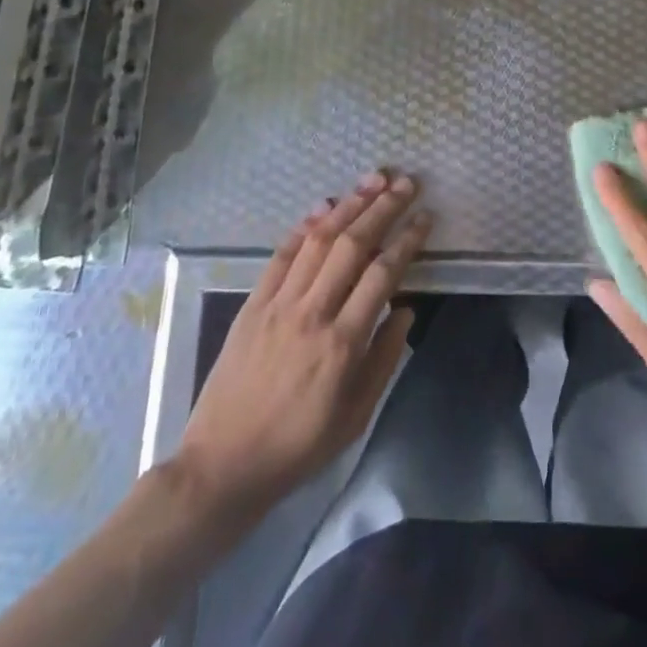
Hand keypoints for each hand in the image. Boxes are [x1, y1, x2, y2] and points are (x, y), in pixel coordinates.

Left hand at [179, 171, 432, 518]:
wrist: (221, 466)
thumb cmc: (297, 448)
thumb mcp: (355, 417)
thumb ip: (384, 359)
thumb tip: (406, 309)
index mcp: (342, 344)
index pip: (383, 275)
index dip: (407, 240)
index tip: (425, 217)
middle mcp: (312, 314)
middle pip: (352, 245)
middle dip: (383, 207)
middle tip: (407, 182)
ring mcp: (278, 305)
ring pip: (318, 241)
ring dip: (348, 205)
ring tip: (373, 180)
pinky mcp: (253, 305)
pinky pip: (281, 256)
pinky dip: (305, 227)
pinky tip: (325, 207)